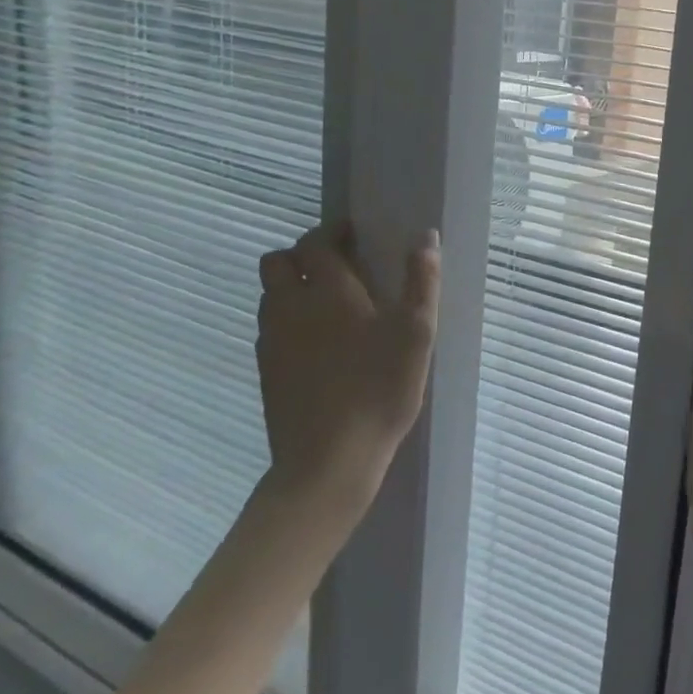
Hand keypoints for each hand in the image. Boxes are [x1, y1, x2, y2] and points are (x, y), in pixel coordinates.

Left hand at [256, 221, 440, 525]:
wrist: (327, 462)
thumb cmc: (379, 390)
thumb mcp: (416, 334)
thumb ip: (421, 282)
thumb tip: (425, 237)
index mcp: (327, 291)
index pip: (315, 242)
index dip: (333, 231)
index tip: (356, 234)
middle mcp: (289, 307)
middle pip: (277, 261)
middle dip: (304, 254)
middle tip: (340, 265)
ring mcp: (272, 341)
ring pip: (270, 294)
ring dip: (294, 285)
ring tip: (332, 302)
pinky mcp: (267, 371)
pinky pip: (272, 326)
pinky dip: (290, 318)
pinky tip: (321, 343)